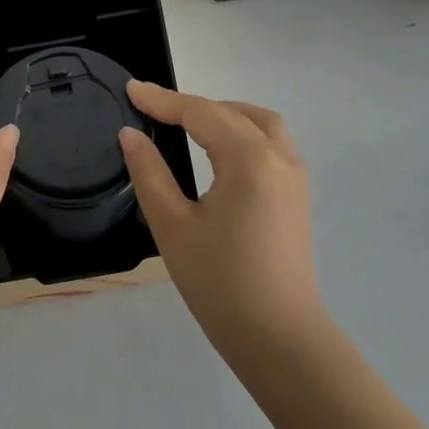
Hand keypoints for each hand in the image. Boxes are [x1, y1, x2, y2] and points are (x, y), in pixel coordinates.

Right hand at [118, 82, 320, 359]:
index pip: (200, 112)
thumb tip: (130, 135)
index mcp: (249, 160)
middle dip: (192, 105)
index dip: (162, 99)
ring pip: (260, 123)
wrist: (280, 339)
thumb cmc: (220, 283)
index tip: (130, 89)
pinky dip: (243, 132)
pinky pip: (271, 144)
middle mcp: (279, 158)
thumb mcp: (173, 226)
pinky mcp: (298, 197)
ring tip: (188, 124)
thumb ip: (149, 173)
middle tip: (153, 111)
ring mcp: (295, 177)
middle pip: (232, 112)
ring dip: (224, 114)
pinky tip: (219, 152)